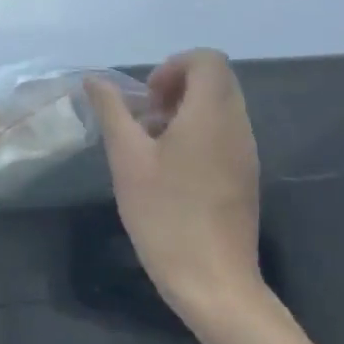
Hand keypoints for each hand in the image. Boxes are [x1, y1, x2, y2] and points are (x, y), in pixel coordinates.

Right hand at [87, 49, 262, 317]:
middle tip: (145, 119)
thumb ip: (112, 111)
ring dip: (184, 112)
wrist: (214, 284)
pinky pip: (224, 134)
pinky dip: (197, 134)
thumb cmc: (166, 215)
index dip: (173, 66)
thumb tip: (96, 80)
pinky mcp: (245, 177)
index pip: (207, 60)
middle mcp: (237, 126)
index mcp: (212, 115)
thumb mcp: (127, 159)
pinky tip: (170, 170)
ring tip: (152, 147)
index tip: (147, 98)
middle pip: (215, 80)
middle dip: (176, 87)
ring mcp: (246, 153)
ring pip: (219, 108)